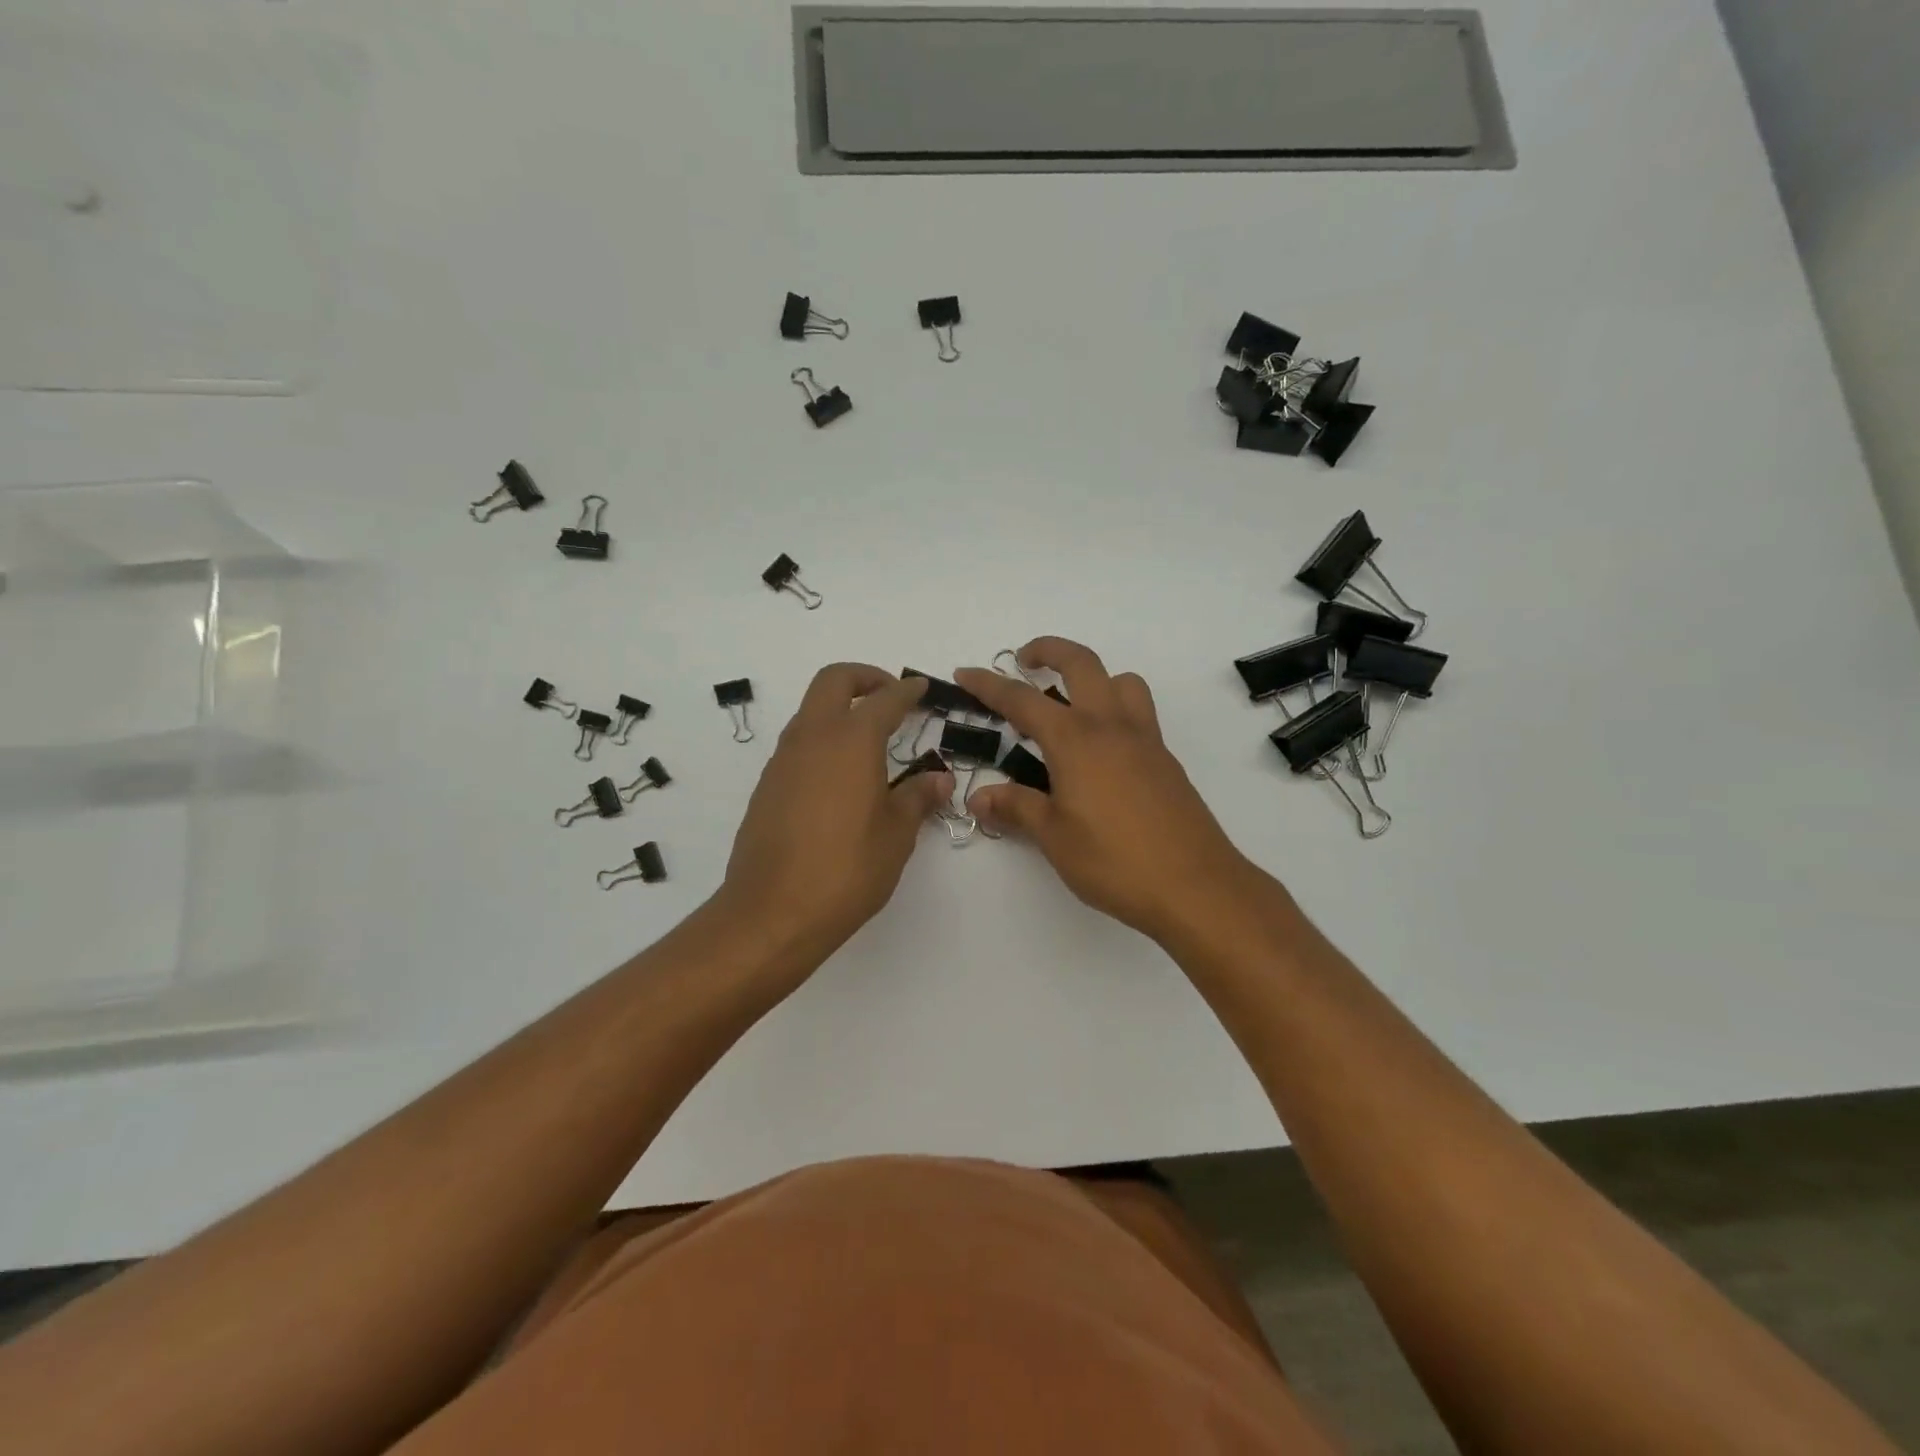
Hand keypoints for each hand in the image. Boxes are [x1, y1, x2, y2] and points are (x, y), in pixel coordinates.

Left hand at [718, 664, 952, 962]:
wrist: (771, 912)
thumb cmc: (846, 870)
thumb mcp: (896, 835)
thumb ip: (917, 798)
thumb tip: (938, 779)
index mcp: (851, 741)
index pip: (884, 699)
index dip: (907, 691)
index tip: (921, 688)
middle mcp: (813, 738)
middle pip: (833, 681)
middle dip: (864, 677)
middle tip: (890, 696)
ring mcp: (783, 760)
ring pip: (811, 710)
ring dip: (840, 708)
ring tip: (870, 740)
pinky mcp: (767, 785)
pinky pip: (798, 744)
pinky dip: (823, 740)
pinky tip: (841, 777)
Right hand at [955, 639, 1253, 943]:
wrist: (1196, 886)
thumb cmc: (1114, 861)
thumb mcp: (1054, 837)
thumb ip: (1016, 808)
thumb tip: (978, 797)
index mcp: (1076, 740)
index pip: (1022, 700)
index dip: (989, 685)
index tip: (965, 672)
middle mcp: (1112, 726)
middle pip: (1081, 663)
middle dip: (1049, 650)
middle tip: (1025, 663)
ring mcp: (1145, 740)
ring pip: (1122, 682)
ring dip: (1094, 678)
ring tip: (1072, 706)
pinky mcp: (1166, 761)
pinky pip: (1139, 714)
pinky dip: (1115, 710)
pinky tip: (1100, 755)